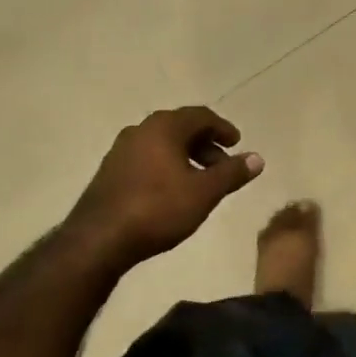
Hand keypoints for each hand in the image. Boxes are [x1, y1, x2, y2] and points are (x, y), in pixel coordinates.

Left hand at [65, 107, 263, 270]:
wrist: (97, 240)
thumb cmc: (157, 209)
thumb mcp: (204, 193)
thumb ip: (232, 173)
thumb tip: (258, 158)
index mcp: (165, 126)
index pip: (201, 116)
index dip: (223, 128)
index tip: (237, 143)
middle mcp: (141, 129)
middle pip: (181, 128)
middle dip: (205, 145)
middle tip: (222, 166)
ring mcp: (121, 149)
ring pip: (162, 144)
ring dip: (185, 157)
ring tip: (199, 182)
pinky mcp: (109, 171)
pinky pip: (146, 157)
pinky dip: (166, 166)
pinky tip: (171, 191)